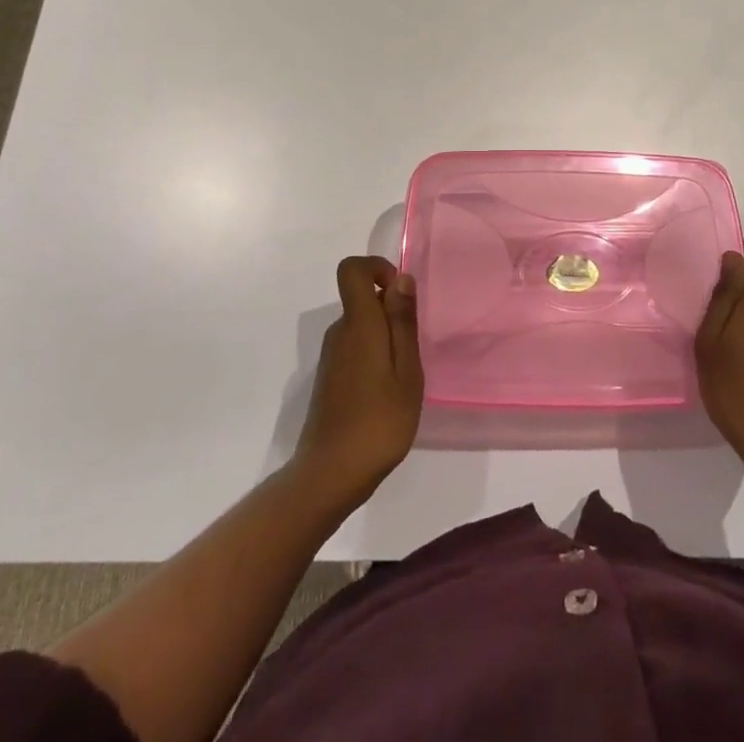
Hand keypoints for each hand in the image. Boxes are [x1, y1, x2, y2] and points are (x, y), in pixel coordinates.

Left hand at [293, 256, 423, 503]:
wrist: (330, 475)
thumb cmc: (378, 422)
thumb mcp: (406, 372)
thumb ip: (402, 322)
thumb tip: (401, 278)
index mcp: (358, 324)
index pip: (351, 270)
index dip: (376, 268)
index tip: (400, 294)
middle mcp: (339, 332)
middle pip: (362, 299)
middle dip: (391, 312)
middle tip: (413, 351)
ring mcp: (331, 356)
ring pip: (361, 326)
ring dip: (386, 338)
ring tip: (403, 378)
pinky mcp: (330, 378)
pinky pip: (355, 348)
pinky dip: (375, 358)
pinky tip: (387, 394)